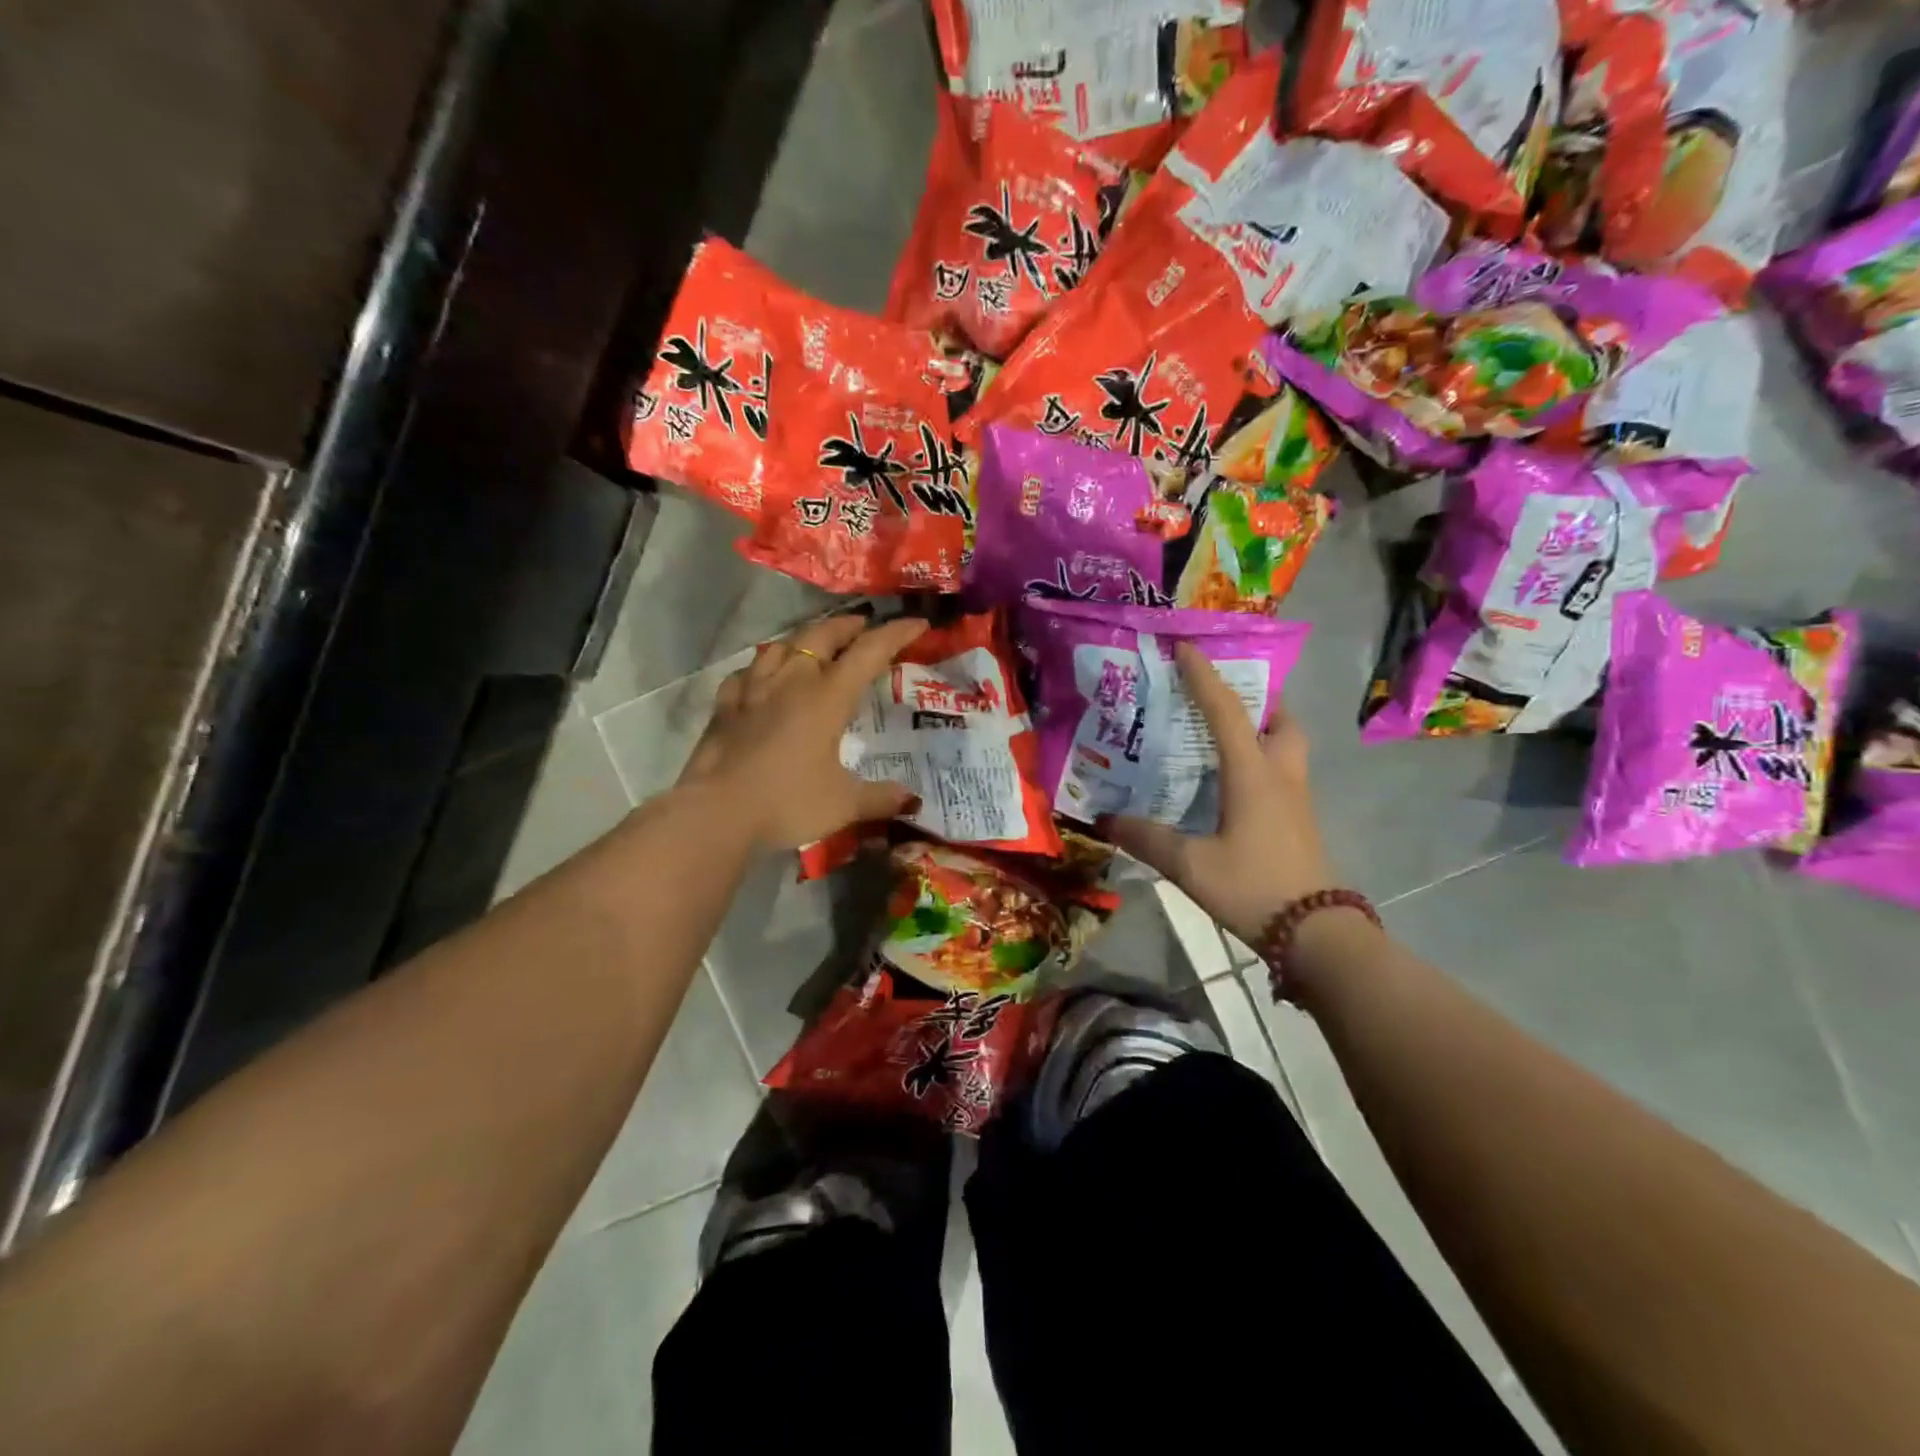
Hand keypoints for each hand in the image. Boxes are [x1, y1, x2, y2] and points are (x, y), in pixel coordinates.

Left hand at [679, 613, 928, 850]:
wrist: (716, 812)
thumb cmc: (787, 802)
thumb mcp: (844, 805)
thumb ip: (880, 798)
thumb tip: (912, 800)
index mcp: (828, 697)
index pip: (869, 652)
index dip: (896, 634)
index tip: (917, 624)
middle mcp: (792, 681)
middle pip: (822, 636)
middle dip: (848, 626)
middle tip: (864, 627)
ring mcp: (754, 689)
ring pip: (781, 646)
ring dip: (804, 639)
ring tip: (815, 645)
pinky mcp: (725, 706)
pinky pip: (747, 673)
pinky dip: (762, 668)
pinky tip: (762, 677)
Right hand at [1102, 643, 1336, 947]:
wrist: (1316, 934)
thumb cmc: (1253, 888)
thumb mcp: (1189, 865)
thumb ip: (1146, 838)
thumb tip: (1104, 819)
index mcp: (1253, 774)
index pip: (1227, 712)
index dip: (1205, 677)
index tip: (1187, 647)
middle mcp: (1280, 776)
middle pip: (1280, 721)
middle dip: (1257, 700)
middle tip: (1222, 699)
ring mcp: (1296, 800)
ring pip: (1287, 746)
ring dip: (1263, 730)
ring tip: (1224, 736)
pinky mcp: (1298, 822)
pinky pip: (1282, 773)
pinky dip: (1261, 761)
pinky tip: (1232, 783)